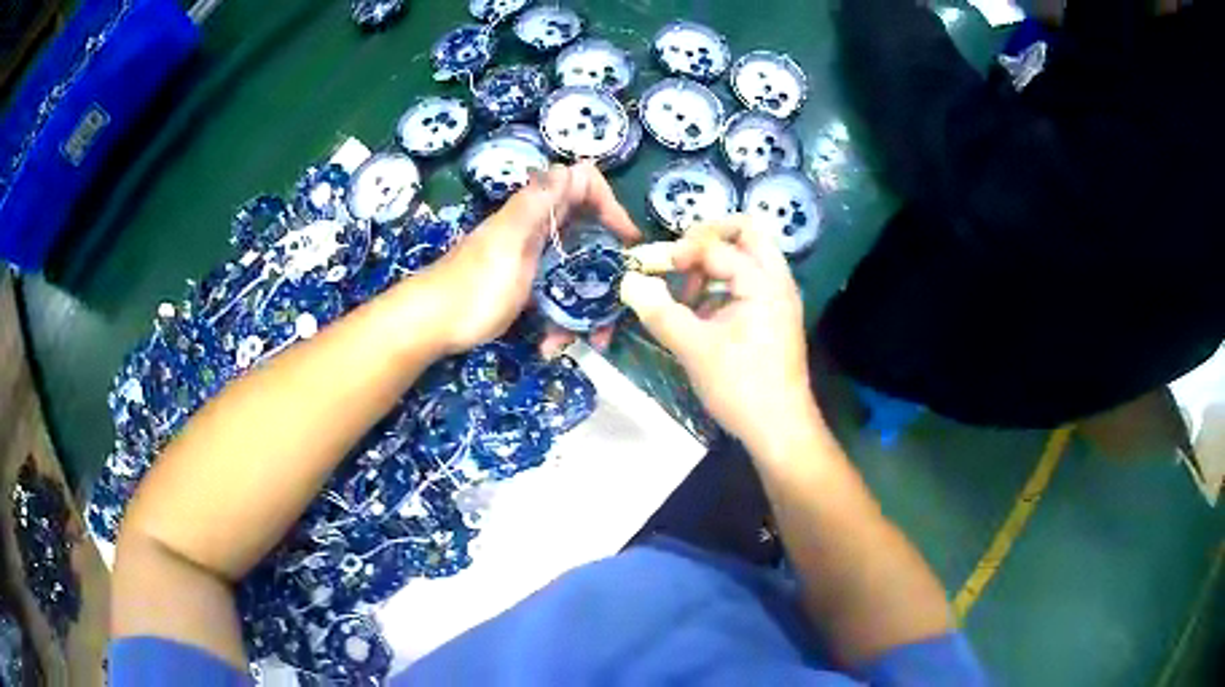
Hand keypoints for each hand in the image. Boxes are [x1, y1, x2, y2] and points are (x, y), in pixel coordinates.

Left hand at [417, 162, 638, 354]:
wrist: (431, 324)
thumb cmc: (472, 287)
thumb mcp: (508, 243)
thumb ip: (536, 206)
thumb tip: (571, 167)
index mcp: (537, 212)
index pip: (583, 184)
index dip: (610, 203)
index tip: (624, 239)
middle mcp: (539, 230)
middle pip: (590, 234)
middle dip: (606, 268)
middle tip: (620, 297)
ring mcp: (533, 260)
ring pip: (577, 272)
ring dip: (587, 305)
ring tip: (590, 340)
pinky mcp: (526, 288)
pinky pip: (558, 297)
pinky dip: (561, 320)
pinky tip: (552, 344)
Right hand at [620, 216, 820, 450]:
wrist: (780, 429)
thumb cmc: (740, 386)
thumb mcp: (694, 348)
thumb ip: (659, 311)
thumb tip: (628, 283)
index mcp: (763, 282)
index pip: (715, 246)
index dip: (676, 252)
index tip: (646, 269)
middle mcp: (777, 280)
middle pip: (746, 232)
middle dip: (707, 239)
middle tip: (679, 262)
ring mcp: (779, 298)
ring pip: (749, 256)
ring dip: (715, 263)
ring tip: (687, 295)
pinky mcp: (774, 316)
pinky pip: (749, 281)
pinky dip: (724, 285)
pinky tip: (702, 314)